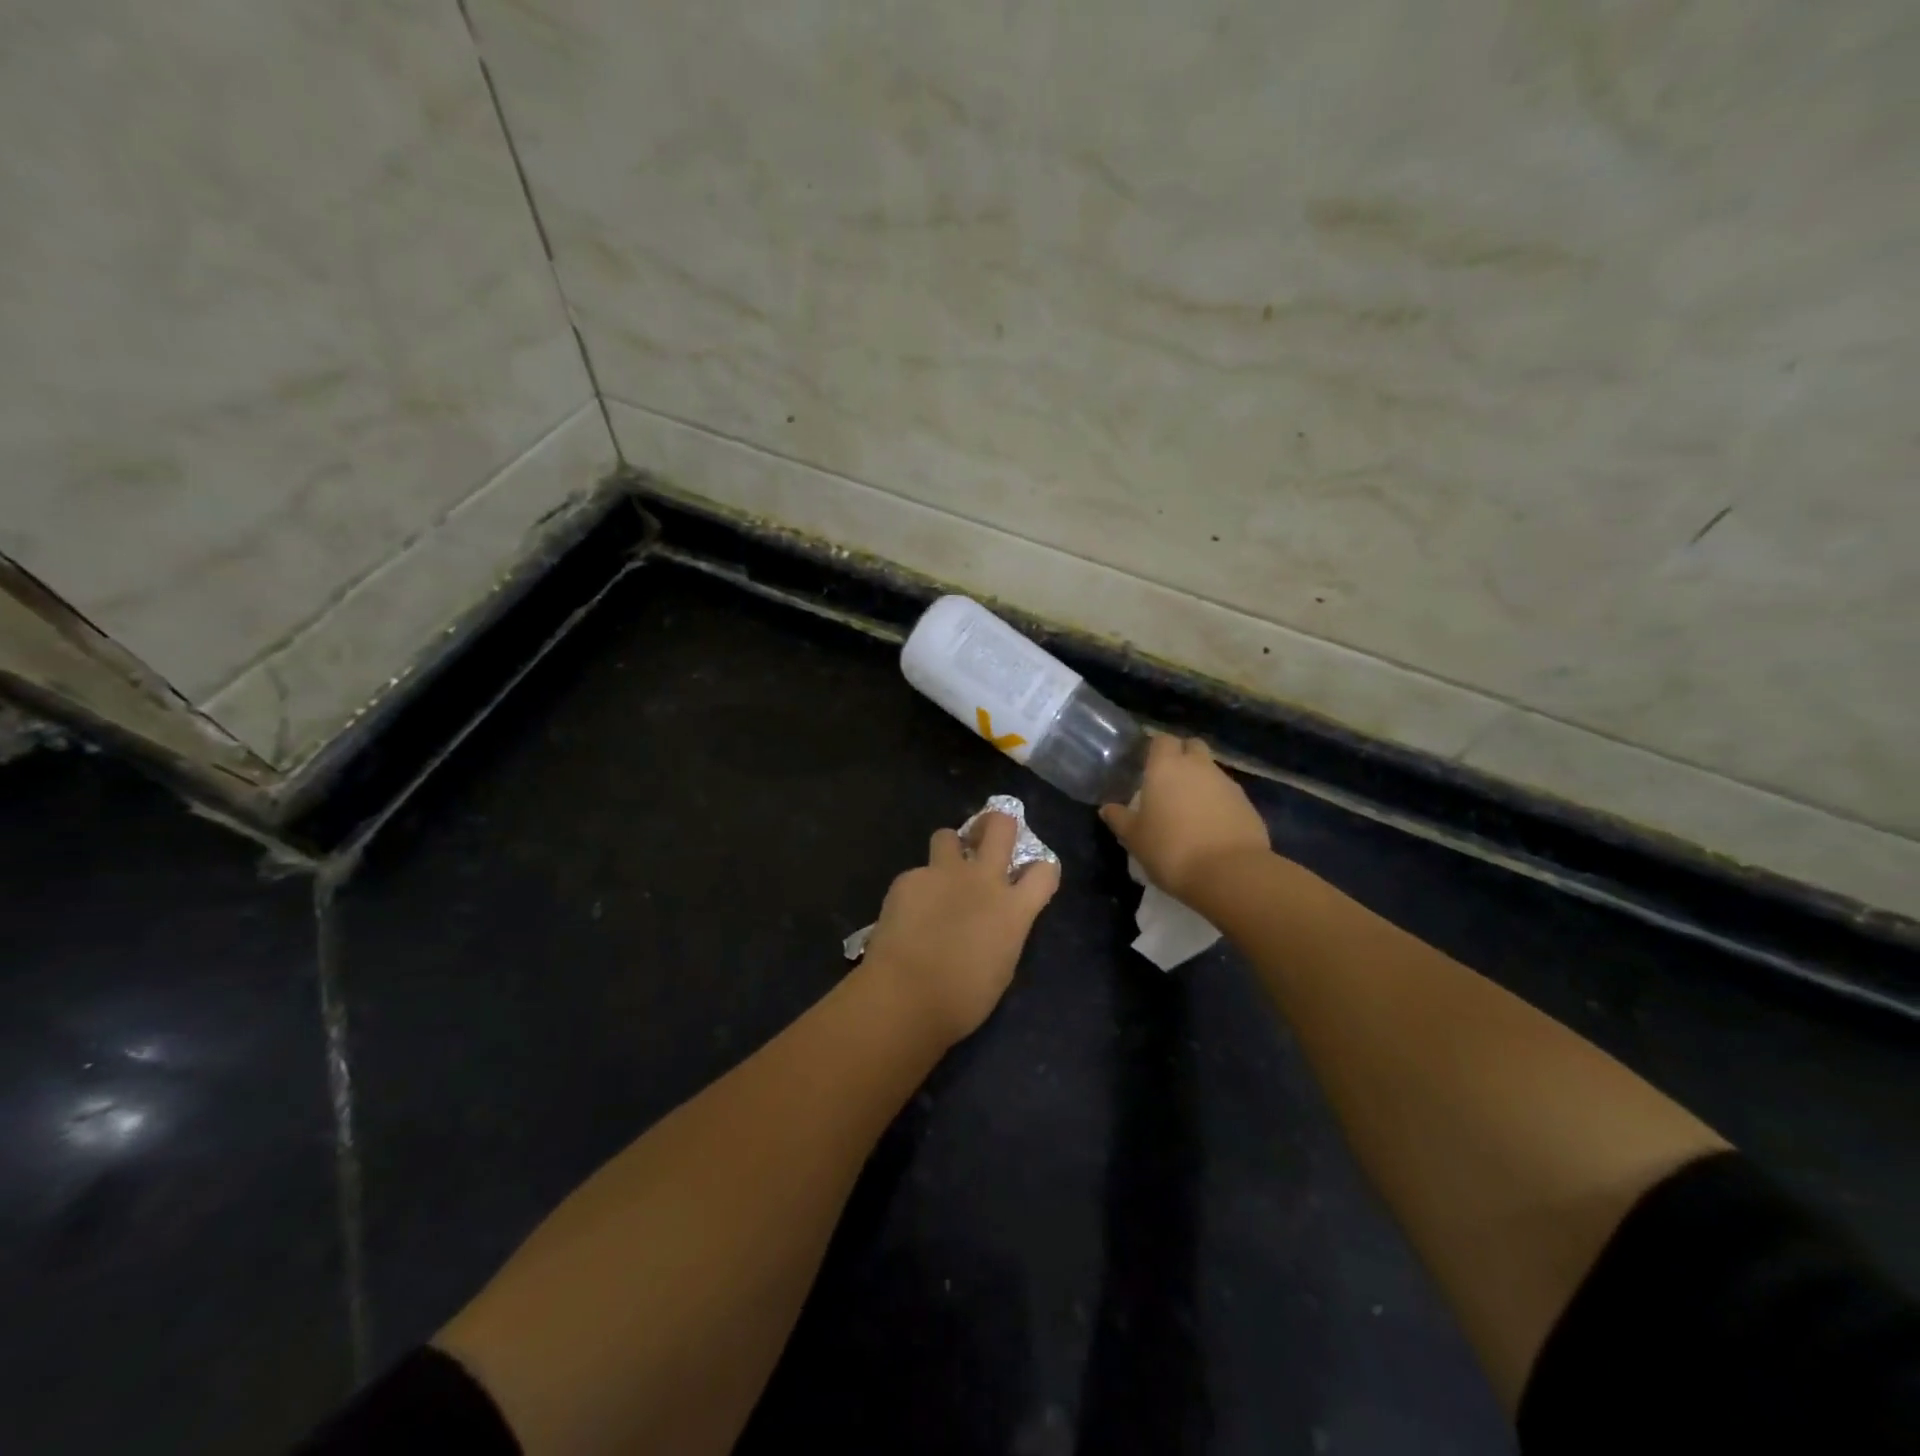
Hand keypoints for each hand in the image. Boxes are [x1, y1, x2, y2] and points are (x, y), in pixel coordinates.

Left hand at [861, 811, 1060, 1046]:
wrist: (906, 995)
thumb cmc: (962, 999)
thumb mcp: (1001, 967)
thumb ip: (1003, 933)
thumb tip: (996, 923)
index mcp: (1014, 909)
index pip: (1044, 871)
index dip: (1041, 870)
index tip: (1031, 876)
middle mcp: (983, 880)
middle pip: (1001, 826)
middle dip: (999, 823)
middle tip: (990, 833)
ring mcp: (943, 873)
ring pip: (948, 835)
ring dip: (949, 849)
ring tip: (941, 872)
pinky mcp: (909, 878)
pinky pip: (916, 873)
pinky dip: (915, 889)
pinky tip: (906, 913)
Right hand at [1099, 734, 1269, 903]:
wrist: (1229, 873)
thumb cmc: (1170, 849)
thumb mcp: (1135, 838)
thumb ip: (1120, 819)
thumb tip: (1107, 808)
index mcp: (1166, 767)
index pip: (1161, 740)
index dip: (1156, 750)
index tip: (1147, 766)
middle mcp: (1198, 767)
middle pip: (1192, 747)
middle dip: (1183, 757)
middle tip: (1169, 783)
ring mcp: (1227, 784)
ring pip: (1212, 771)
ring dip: (1201, 782)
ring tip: (1190, 811)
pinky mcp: (1248, 804)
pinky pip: (1228, 795)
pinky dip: (1219, 803)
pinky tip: (1211, 827)